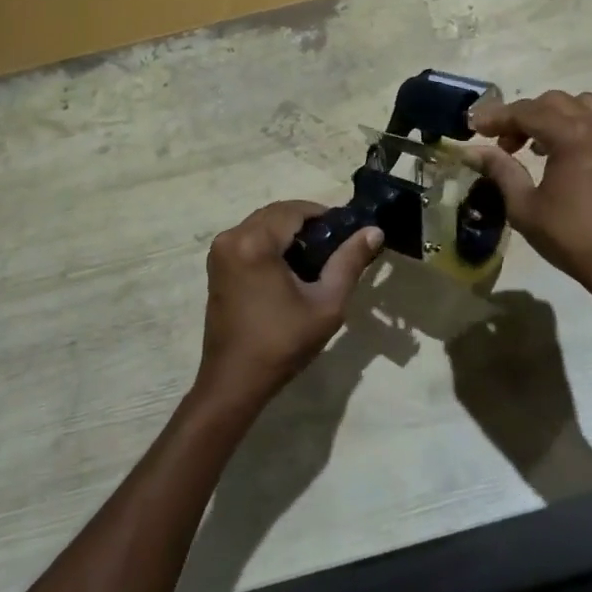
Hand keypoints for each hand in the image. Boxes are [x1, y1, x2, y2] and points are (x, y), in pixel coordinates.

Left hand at [195, 201, 382, 410]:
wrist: (234, 382)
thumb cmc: (282, 344)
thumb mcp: (326, 303)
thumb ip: (349, 261)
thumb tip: (374, 231)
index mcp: (255, 242)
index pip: (295, 209)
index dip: (324, 215)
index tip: (348, 233)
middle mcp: (231, 237)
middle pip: (277, 213)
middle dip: (307, 223)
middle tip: (335, 246)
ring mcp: (220, 251)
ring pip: (262, 224)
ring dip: (289, 232)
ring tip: (317, 258)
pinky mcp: (217, 265)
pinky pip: (249, 238)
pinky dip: (271, 243)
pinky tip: (291, 268)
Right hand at [465, 91, 591, 317]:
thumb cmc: (573, 237)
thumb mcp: (525, 207)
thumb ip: (500, 171)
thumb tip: (473, 151)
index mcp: (572, 136)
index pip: (526, 112)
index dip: (496, 117)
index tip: (472, 127)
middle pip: (551, 102)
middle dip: (522, 116)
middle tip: (501, 144)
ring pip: (577, 105)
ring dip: (550, 116)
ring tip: (532, 145)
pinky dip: (572, 125)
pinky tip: (558, 155)